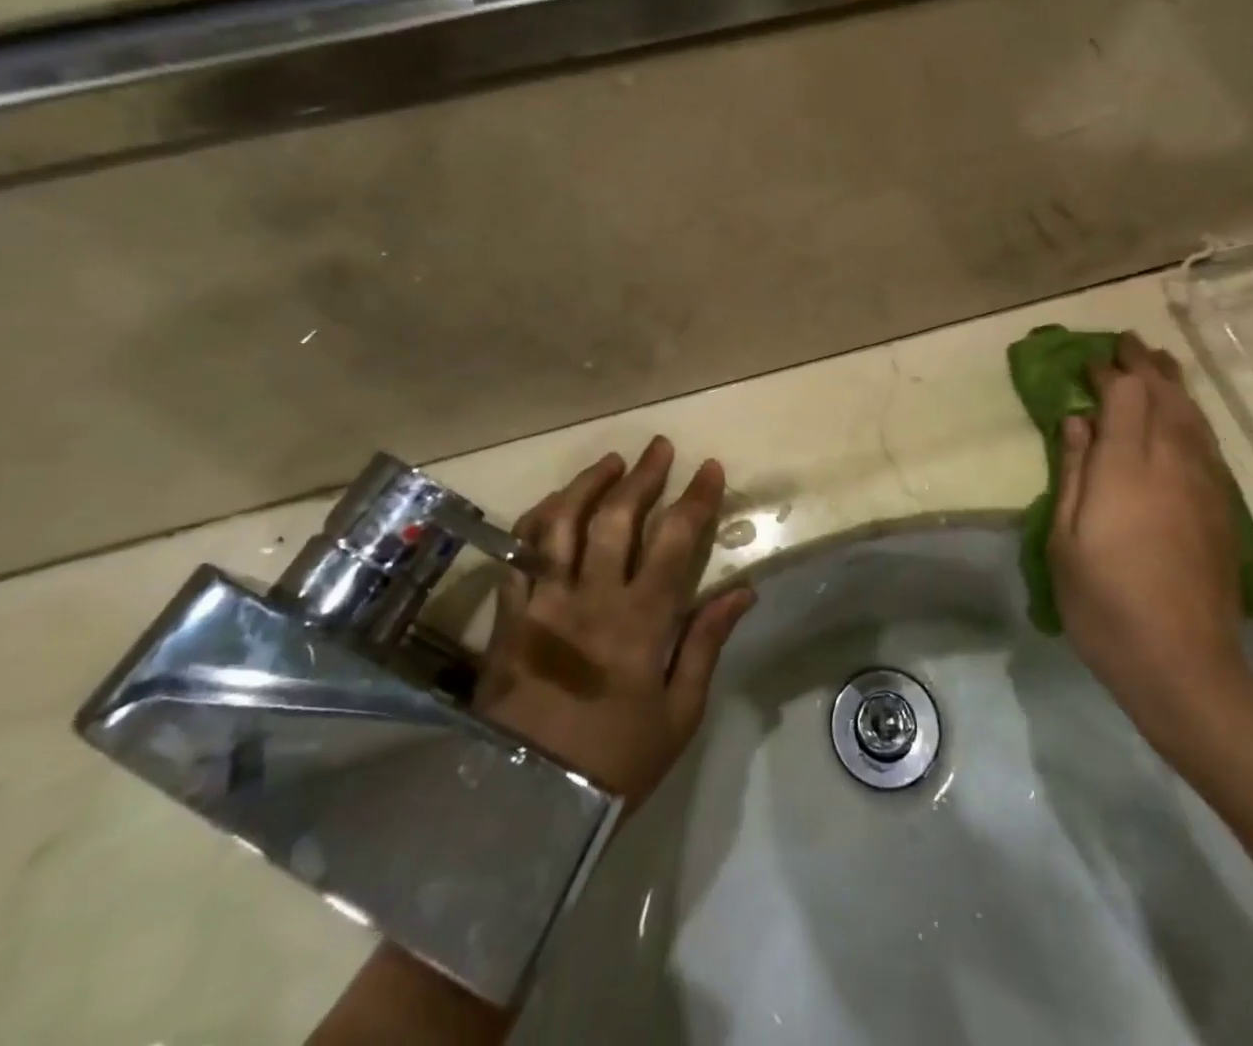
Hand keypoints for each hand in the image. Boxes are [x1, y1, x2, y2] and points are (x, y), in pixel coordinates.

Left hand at [474, 437, 755, 807]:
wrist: (526, 805)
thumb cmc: (615, 763)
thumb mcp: (678, 714)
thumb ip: (706, 643)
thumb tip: (742, 592)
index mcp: (641, 621)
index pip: (675, 540)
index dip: (695, 498)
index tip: (710, 468)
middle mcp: (592, 597)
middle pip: (618, 517)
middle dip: (644, 475)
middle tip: (660, 447)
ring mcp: (545, 602)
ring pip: (563, 523)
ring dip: (588, 484)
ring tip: (610, 461)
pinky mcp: (510, 615)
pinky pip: (520, 553)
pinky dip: (539, 519)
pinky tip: (555, 504)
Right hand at [1048, 335, 1250, 748]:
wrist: (1182, 665)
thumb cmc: (1104, 602)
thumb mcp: (1065, 538)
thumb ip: (1073, 472)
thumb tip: (1077, 422)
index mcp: (1128, 468)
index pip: (1127, 395)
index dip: (1110, 372)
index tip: (1091, 362)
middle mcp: (1173, 464)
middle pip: (1167, 396)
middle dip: (1147, 365)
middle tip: (1128, 344)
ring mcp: (1206, 486)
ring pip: (1195, 417)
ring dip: (1175, 385)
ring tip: (1161, 364)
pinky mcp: (1224, 510)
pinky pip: (1209, 445)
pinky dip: (1193, 418)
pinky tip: (1186, 419)